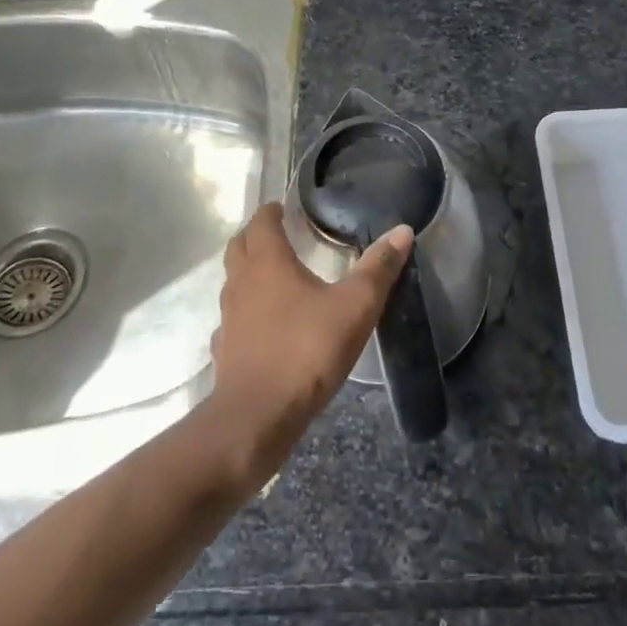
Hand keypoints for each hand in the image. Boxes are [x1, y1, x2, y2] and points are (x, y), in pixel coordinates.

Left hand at [206, 201, 412, 479]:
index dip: (271, 211)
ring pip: (234, 281)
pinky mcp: (225, 350)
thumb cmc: (306, 350)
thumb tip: (402, 230)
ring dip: (249, 272)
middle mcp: (241, 282)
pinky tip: (264, 327)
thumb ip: (377, 268)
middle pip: (240, 245)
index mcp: (268, 261)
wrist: (256, 417)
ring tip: (277, 278)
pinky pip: (233, 320)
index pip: (261, 221)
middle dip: (256, 236)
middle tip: (281, 235)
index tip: (285, 208)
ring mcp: (228, 317)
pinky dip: (246, 313)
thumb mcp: (355, 307)